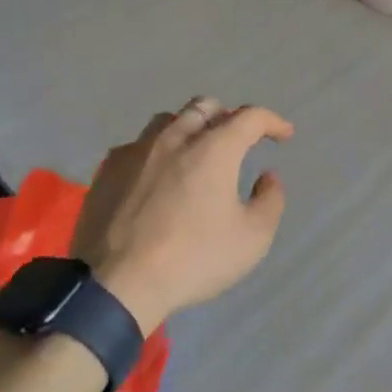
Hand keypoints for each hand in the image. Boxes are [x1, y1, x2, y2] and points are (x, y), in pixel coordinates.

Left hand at [71, 98, 293, 331]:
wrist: (117, 285)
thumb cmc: (193, 259)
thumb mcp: (252, 239)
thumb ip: (270, 200)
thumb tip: (267, 177)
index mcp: (214, 149)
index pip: (250, 117)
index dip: (272, 121)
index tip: (284, 135)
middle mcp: (175, 138)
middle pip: (204, 107)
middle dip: (228, 116)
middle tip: (237, 139)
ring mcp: (136, 152)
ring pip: (167, 121)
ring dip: (189, 128)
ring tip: (196, 151)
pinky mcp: (107, 171)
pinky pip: (137, 146)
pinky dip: (156, 152)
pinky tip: (155, 175)